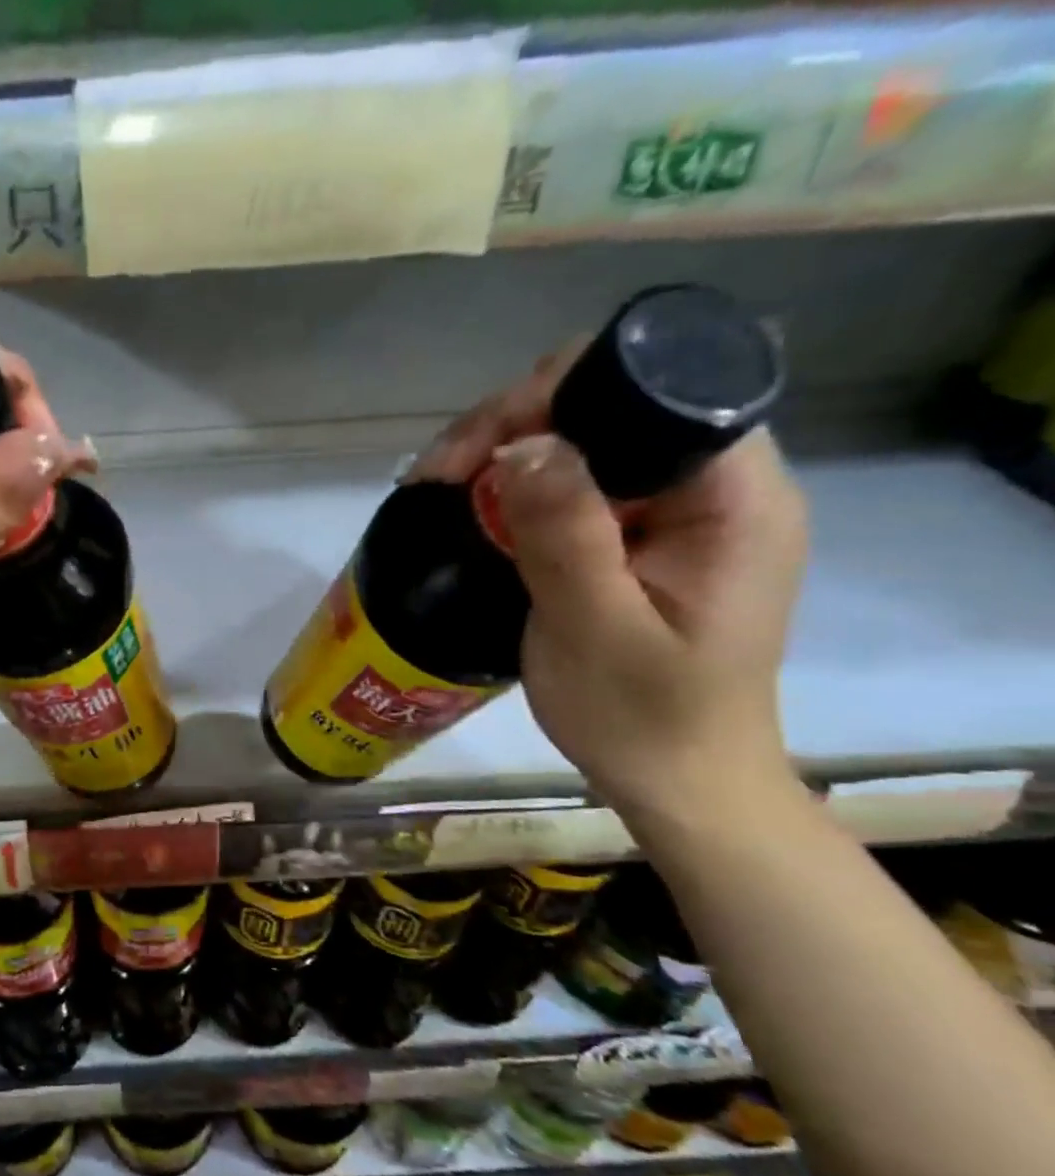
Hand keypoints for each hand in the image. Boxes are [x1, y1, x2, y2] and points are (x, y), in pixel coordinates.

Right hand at [419, 348, 808, 818]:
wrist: (678, 784)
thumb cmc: (644, 719)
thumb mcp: (596, 630)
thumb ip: (566, 535)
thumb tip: (521, 445)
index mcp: (735, 499)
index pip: (655, 391)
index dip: (561, 395)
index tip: (481, 446)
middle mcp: (716, 488)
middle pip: (613, 405)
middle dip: (516, 424)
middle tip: (440, 475)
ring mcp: (678, 512)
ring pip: (586, 441)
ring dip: (507, 455)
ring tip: (440, 488)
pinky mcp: (643, 537)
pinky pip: (579, 484)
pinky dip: (519, 489)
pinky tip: (474, 510)